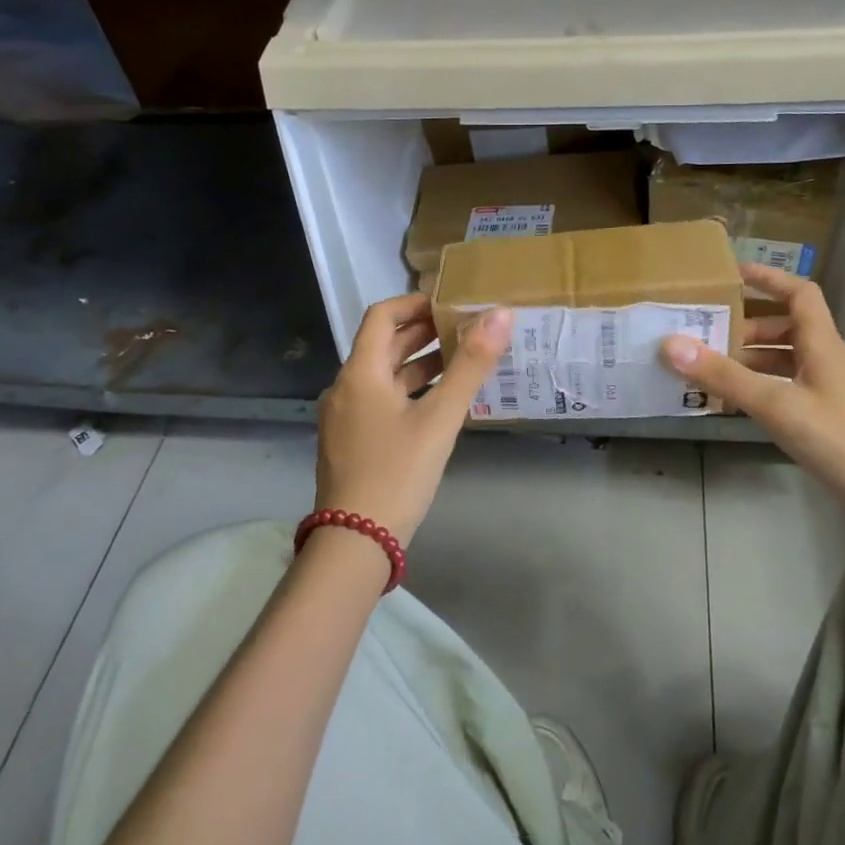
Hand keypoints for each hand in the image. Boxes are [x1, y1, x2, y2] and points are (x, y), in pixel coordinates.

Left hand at [314, 294, 512, 545]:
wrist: (356, 541)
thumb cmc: (398, 472)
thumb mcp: (441, 417)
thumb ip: (470, 365)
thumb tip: (500, 315)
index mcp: (360, 373)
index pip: (382, 315)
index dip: (415, 303)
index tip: (451, 305)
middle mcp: (345, 387)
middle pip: (383, 345)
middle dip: (422, 333)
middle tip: (464, 328)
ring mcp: (345, 417)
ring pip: (383, 375)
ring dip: (418, 363)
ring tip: (460, 361)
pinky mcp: (350, 441)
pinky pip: (380, 400)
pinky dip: (408, 391)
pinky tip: (438, 403)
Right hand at [662, 265, 844, 516]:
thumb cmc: (842, 440)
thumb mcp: (777, 405)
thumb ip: (725, 376)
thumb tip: (670, 344)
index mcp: (821, 344)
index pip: (799, 294)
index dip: (768, 279)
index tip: (731, 275)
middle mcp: (825, 360)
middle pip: (785, 327)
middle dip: (745, 325)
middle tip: (704, 332)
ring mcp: (826, 391)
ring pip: (783, 360)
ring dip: (749, 358)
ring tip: (708, 366)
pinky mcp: (824, 419)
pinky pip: (784, 389)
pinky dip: (758, 387)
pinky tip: (733, 402)